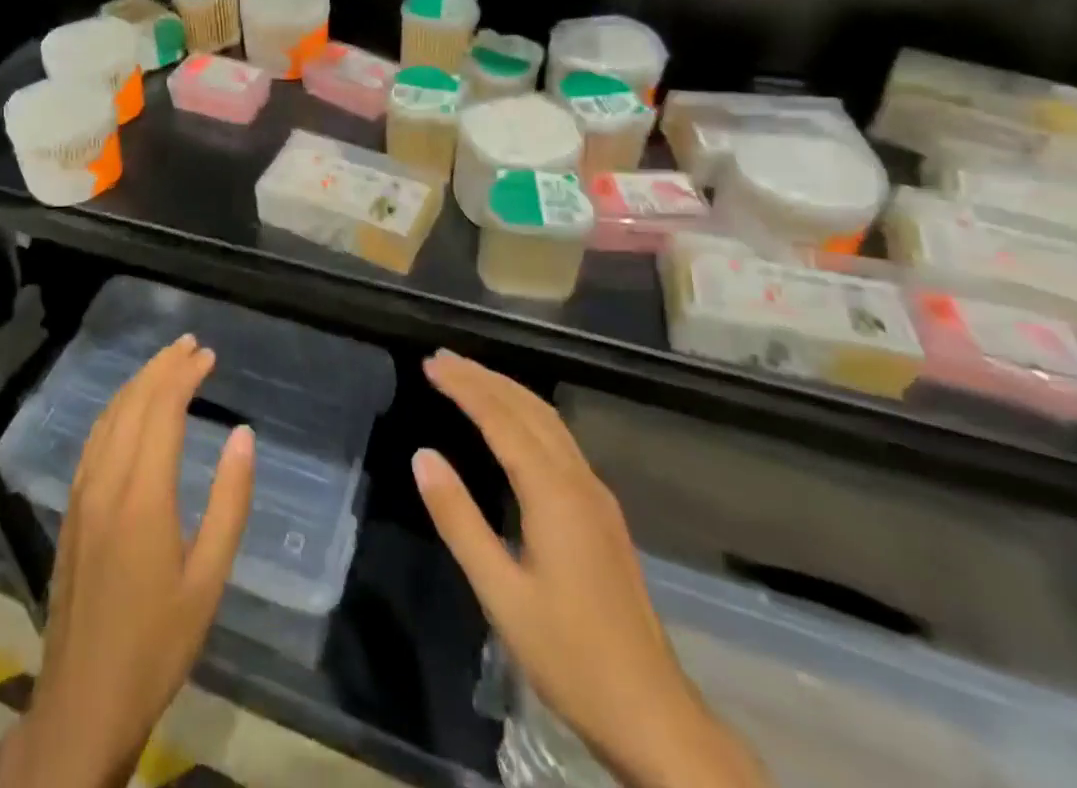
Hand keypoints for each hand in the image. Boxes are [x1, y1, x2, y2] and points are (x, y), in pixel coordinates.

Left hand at [0, 336, 255, 787]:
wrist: (83, 700)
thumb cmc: (157, 642)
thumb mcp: (209, 579)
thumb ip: (230, 501)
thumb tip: (243, 434)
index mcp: (143, 495)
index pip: (162, 410)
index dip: (185, 376)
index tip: (208, 355)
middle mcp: (106, 480)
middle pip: (133, 403)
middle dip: (162, 367)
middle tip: (190, 345)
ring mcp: (82, 492)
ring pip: (108, 416)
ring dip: (138, 382)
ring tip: (165, 363)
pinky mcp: (70, 508)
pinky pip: (93, 439)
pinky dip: (116, 408)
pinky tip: (128, 408)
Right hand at [415, 353, 767, 787]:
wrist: (654, 716)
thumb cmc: (570, 657)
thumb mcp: (500, 593)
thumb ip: (459, 520)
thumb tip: (422, 456)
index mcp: (554, 494)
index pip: (501, 419)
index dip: (465, 387)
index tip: (431, 364)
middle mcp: (579, 482)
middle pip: (529, 409)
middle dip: (484, 378)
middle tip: (442, 360)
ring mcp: (597, 497)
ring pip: (549, 422)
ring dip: (506, 392)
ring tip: (469, 377)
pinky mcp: (602, 514)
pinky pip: (559, 442)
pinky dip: (525, 415)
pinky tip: (512, 424)